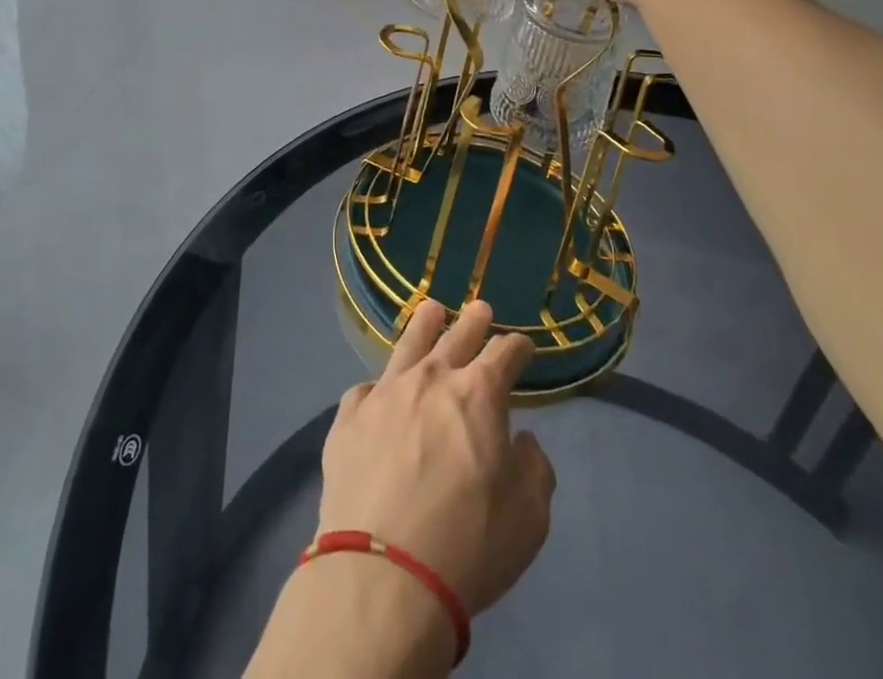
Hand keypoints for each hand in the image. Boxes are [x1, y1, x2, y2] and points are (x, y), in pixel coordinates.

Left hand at [318, 299, 555, 616]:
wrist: (383, 573)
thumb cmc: (468, 545)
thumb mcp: (528, 517)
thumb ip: (533, 468)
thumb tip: (521, 440)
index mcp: (478, 394)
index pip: (504, 353)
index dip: (517, 347)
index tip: (523, 346)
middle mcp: (430, 379)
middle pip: (456, 336)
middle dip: (473, 321)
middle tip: (480, 308)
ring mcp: (385, 393)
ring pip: (408, 344)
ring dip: (424, 325)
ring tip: (431, 310)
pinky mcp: (348, 417)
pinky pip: (366, 389)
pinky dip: (379, 388)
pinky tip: (379, 390)